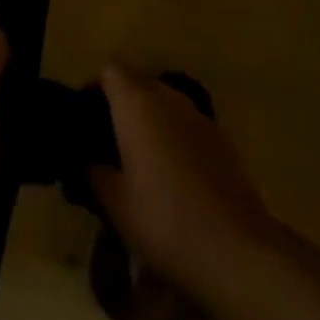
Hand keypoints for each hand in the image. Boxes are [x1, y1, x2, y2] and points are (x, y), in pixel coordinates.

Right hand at [89, 64, 275, 293]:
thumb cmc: (164, 221)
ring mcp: (198, 115)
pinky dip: (173, 135)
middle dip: (121, 103)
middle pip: (138, 82)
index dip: (94, 86)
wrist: (235, 249)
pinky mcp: (220, 137)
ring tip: (139, 157)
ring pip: (164, 102)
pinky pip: (186, 123)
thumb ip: (94, 172)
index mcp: (136, 104)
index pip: (110, 71)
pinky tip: (172, 173)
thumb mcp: (115, 204)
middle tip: (108, 140)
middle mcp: (167, 98)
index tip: (84, 115)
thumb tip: (87, 159)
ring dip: (149, 119)